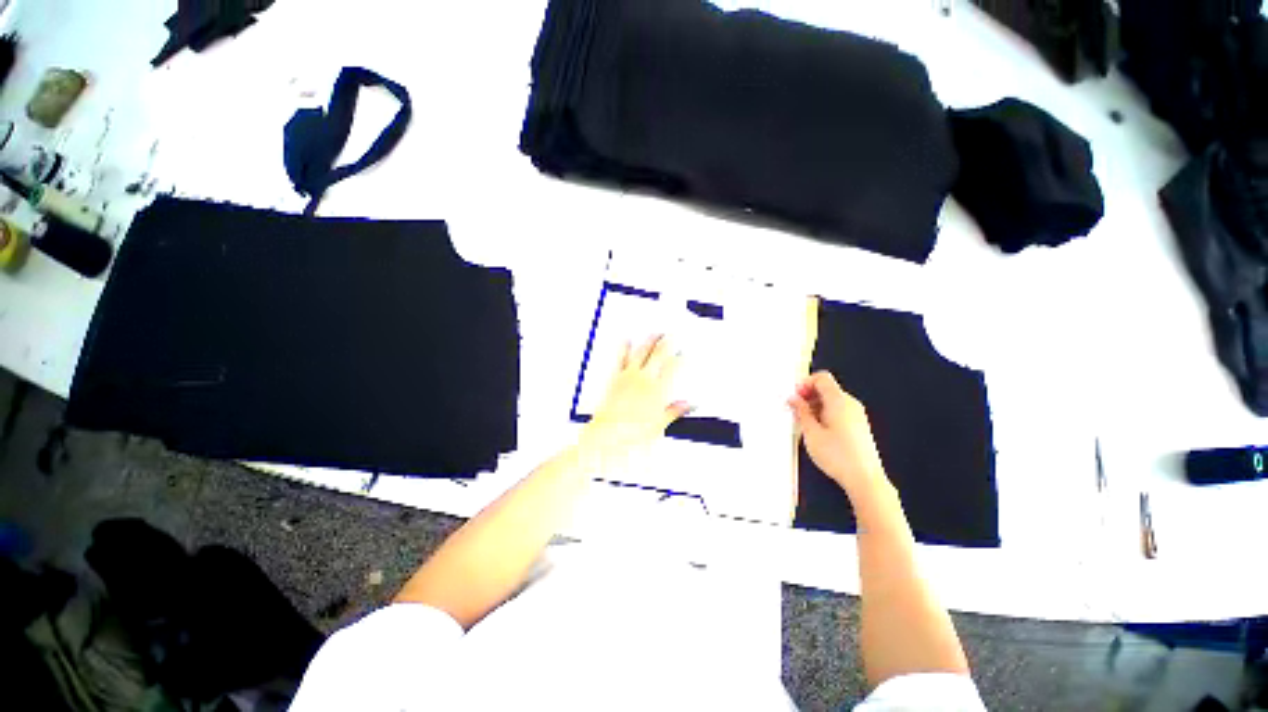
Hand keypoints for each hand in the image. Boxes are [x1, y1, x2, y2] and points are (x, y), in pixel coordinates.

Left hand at [581, 335, 690, 459]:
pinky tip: (627, 340)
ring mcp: (628, 377)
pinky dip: (624, 348)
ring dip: (649, 341)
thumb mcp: (659, 425)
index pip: (673, 368)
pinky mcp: (616, 378)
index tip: (685, 353)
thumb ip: (674, 411)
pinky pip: (621, 358)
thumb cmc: (632, 433)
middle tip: (673, 335)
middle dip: (668, 343)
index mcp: (657, 390)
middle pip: (659, 355)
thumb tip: (688, 406)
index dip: (681, 358)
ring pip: (641, 352)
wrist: (607, 435)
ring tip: (655, 333)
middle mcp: (643, 380)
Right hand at [788, 372, 886, 492]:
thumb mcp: (811, 432)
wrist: (865, 479)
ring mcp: (857, 415)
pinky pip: (839, 411)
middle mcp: (850, 404)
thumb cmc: (837, 455)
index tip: (795, 396)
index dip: (805, 383)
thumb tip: (794, 399)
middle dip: (809, 396)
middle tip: (795, 410)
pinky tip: (818, 431)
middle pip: (827, 388)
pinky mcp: (859, 426)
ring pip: (832, 401)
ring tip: (804, 423)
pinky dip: (825, 414)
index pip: (822, 378)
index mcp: (839, 401)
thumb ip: (801, 411)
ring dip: (815, 406)